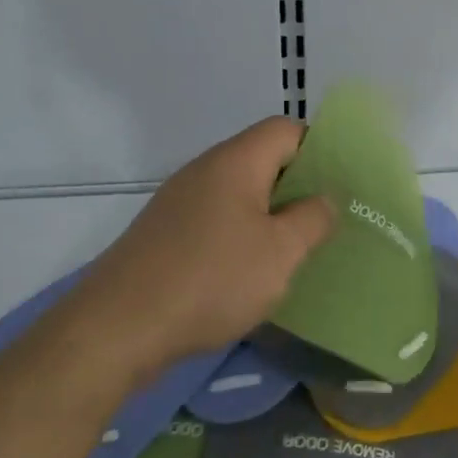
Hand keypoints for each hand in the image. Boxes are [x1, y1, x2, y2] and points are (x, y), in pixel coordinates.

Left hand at [48, 117, 334, 385]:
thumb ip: (312, 219)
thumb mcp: (280, 253)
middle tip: (324, 220)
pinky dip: (239, 234)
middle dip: (297, 186)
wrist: (117, 328)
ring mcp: (179, 201)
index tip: (340, 184)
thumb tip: (326, 198)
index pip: (286, 129)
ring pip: (238, 192)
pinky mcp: (163, 232)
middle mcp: (204, 170)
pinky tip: (248, 271)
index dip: (319, 148)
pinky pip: (215, 218)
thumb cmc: (212, 280)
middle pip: (262, 159)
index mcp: (236, 162)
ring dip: (269, 213)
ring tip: (293, 248)